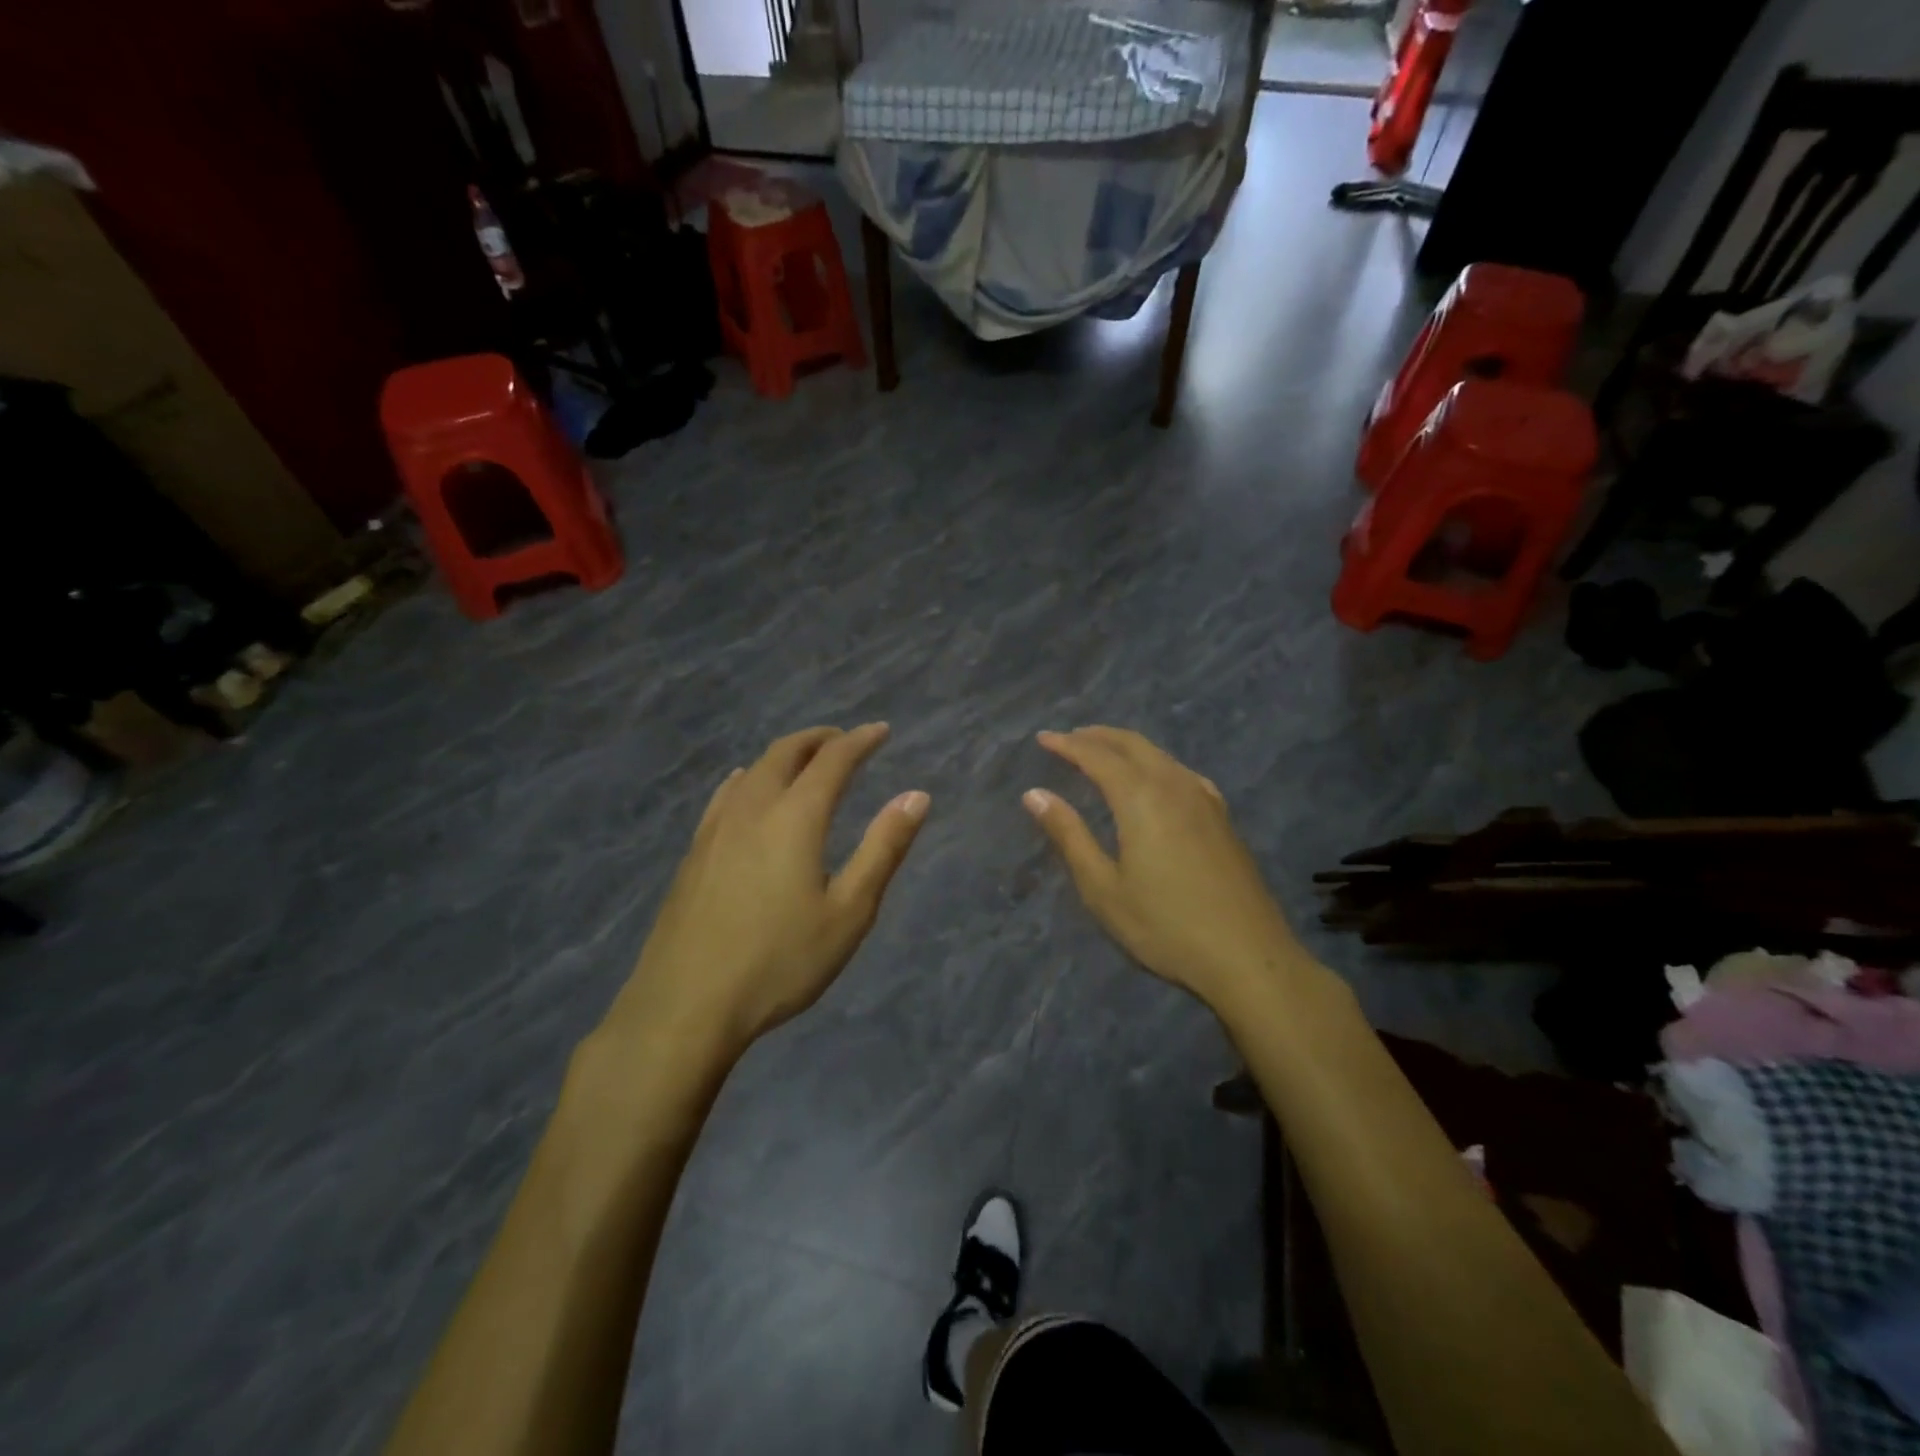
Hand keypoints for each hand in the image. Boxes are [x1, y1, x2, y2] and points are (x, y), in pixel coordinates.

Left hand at [607, 724, 928, 1056]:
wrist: (686, 1005)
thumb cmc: (780, 962)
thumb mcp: (849, 911)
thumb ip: (883, 848)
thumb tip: (916, 796)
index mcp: (795, 817)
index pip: (832, 759)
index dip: (860, 740)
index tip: (881, 731)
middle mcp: (753, 809)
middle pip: (786, 753)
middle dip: (819, 739)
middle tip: (844, 740)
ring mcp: (715, 829)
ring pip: (753, 770)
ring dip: (784, 755)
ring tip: (804, 760)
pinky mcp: (693, 852)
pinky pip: (726, 795)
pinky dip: (750, 778)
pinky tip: (746, 789)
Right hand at [1025, 727, 1303, 1010]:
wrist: (1249, 958)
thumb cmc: (1165, 926)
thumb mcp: (1103, 888)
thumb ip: (1069, 835)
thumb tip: (1034, 795)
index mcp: (1141, 798)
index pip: (1097, 756)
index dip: (1067, 744)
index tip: (1042, 738)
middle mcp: (1175, 786)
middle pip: (1132, 744)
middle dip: (1097, 736)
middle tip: (1068, 738)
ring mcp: (1205, 800)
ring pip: (1160, 755)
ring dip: (1127, 747)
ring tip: (1103, 753)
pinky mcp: (1223, 818)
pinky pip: (1181, 773)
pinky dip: (1155, 764)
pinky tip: (1155, 781)